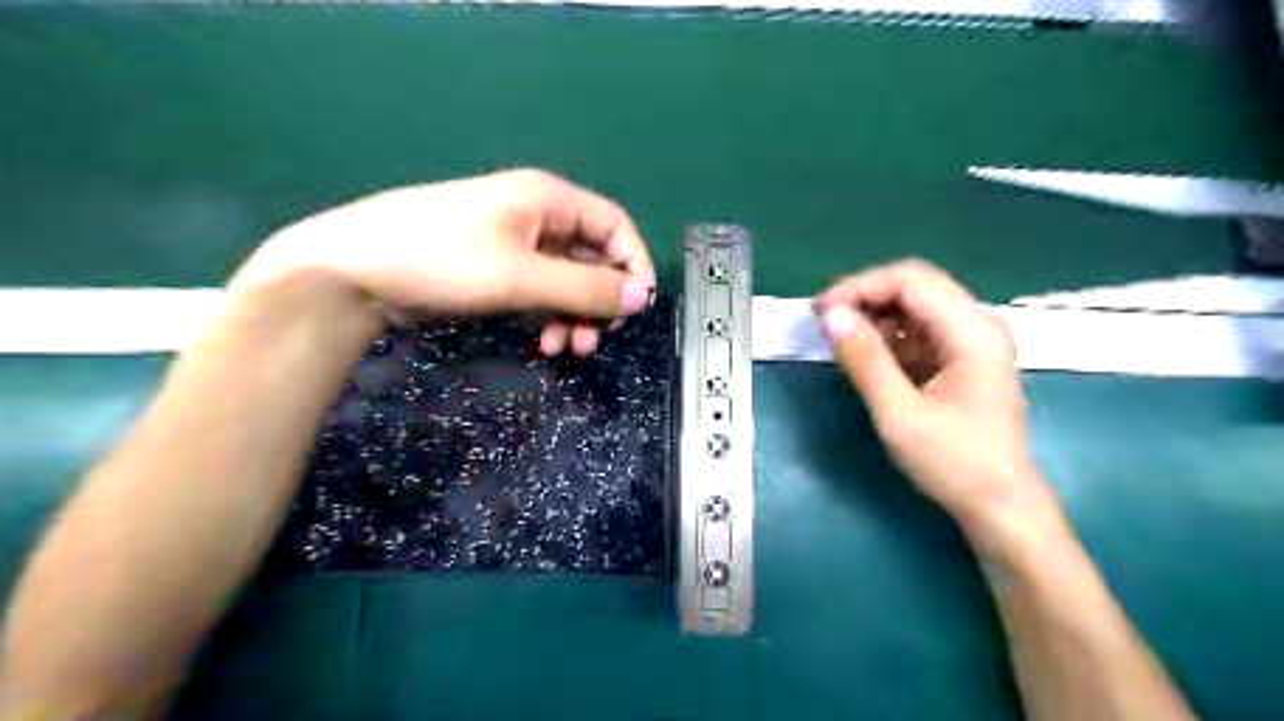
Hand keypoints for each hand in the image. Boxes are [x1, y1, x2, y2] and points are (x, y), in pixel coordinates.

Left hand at [221, 168, 656, 355]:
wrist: (355, 270)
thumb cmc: (441, 259)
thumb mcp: (520, 276)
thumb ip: (585, 288)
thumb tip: (641, 298)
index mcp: (549, 200)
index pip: (615, 226)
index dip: (633, 265)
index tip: (635, 308)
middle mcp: (539, 217)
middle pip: (594, 258)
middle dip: (600, 301)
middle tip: (596, 339)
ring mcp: (517, 244)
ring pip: (568, 280)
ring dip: (575, 315)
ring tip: (567, 348)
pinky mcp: (498, 270)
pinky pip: (543, 291)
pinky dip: (550, 316)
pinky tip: (543, 340)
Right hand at [818, 261, 1058, 536]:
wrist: (1000, 505)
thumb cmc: (954, 463)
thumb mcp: (900, 415)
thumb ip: (865, 361)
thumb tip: (831, 316)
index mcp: (972, 332)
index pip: (911, 281)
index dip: (860, 287)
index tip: (821, 312)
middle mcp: (976, 325)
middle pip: (914, 286)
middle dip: (864, 296)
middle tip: (823, 321)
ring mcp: (971, 341)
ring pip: (914, 305)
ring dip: (873, 315)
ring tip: (836, 337)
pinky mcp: (960, 358)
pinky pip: (917, 330)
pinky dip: (886, 335)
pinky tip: (863, 353)